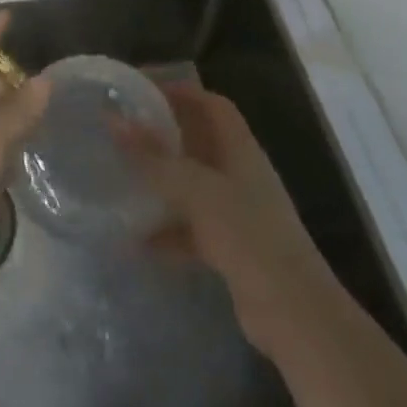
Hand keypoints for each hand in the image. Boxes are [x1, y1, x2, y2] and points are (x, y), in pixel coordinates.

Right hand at [120, 81, 316, 349]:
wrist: (294, 315)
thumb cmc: (248, 236)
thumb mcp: (196, 190)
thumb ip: (154, 157)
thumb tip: (112, 118)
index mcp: (240, 150)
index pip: (213, 106)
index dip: (182, 92)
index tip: (142, 91)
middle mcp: (240, 176)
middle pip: (199, 144)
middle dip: (164, 136)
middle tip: (122, 131)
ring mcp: (236, 214)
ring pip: (192, 187)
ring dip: (161, 183)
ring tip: (121, 178)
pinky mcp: (229, 250)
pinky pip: (190, 229)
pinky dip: (166, 231)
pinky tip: (135, 240)